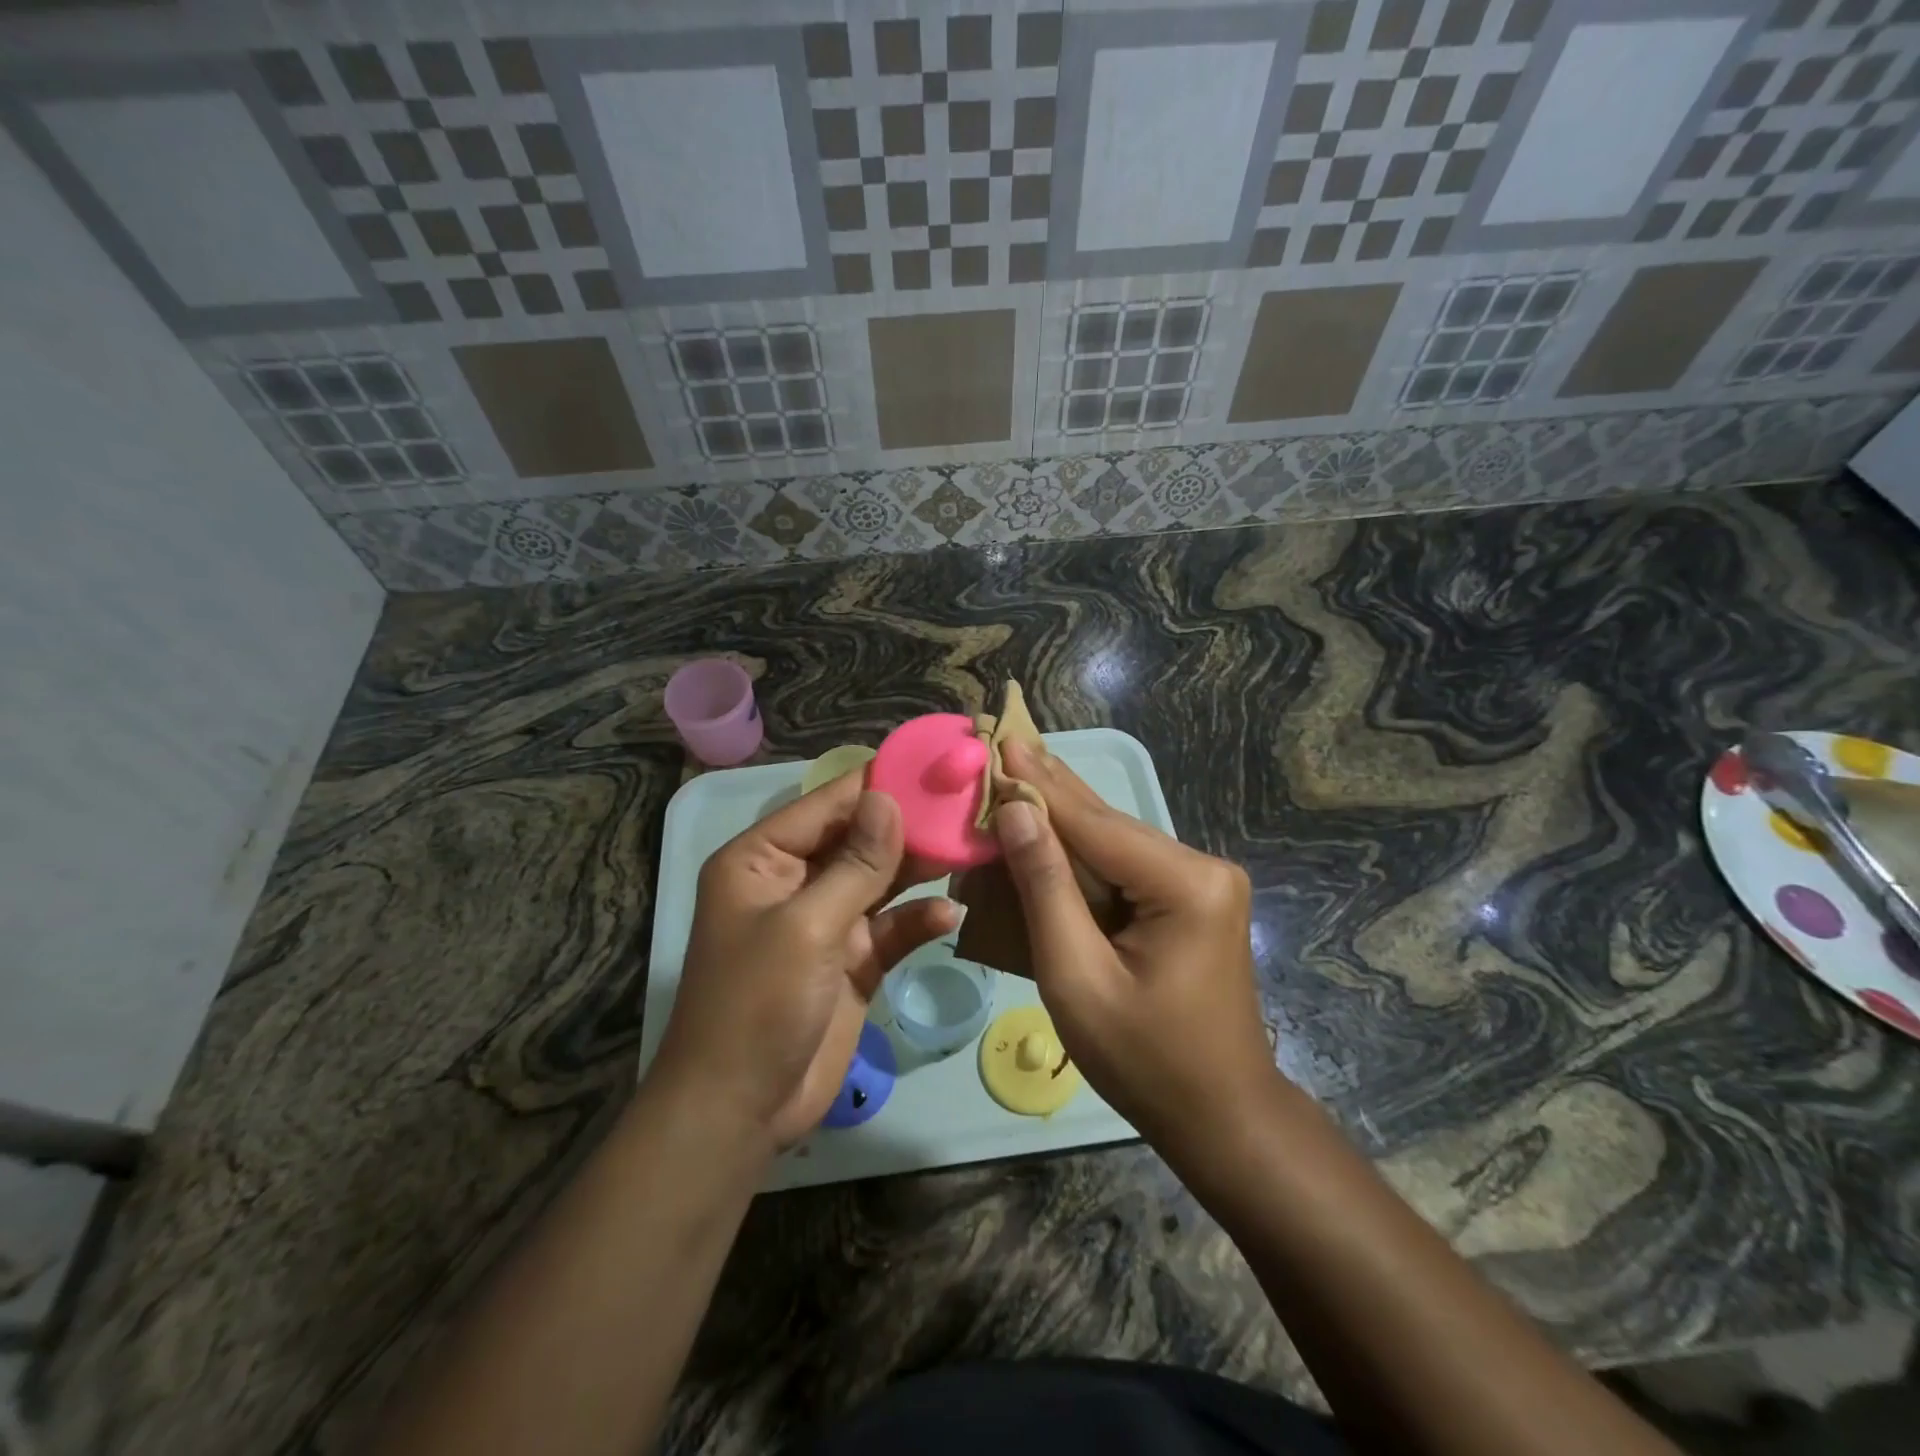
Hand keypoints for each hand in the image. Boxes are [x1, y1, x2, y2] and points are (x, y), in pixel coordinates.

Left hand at [650, 774, 955, 1149]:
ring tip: (971, 846)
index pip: (828, 804)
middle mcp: (794, 881)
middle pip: (859, 838)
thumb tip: (888, 798)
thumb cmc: (757, 1005)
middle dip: (909, 824)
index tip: (935, 763)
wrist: (740, 1111)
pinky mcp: (852, 960)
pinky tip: (952, 912)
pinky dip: (918, 918)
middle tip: (967, 804)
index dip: (879, 782)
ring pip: (880, 879)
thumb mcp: (806, 927)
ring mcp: (826, 921)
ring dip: (921, 867)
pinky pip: (891, 927)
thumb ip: (855, 864)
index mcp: (763, 859)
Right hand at [990, 740, 1277, 1143]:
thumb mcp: (1077, 977)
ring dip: (1059, 820)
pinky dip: (1080, 854)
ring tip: (1012, 775)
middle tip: (1001, 742)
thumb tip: (1015, 811)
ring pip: (1113, 841)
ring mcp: (1202, 881)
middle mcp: (1202, 867)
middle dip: (1048, 789)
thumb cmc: (1143, 1059)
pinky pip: (1124, 866)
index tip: (998, 739)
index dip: (1038, 783)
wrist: (1221, 1116)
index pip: (1093, 823)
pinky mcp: (1192, 898)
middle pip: (1106, 823)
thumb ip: (1045, 888)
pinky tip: (1046, 827)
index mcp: (1186, 884)